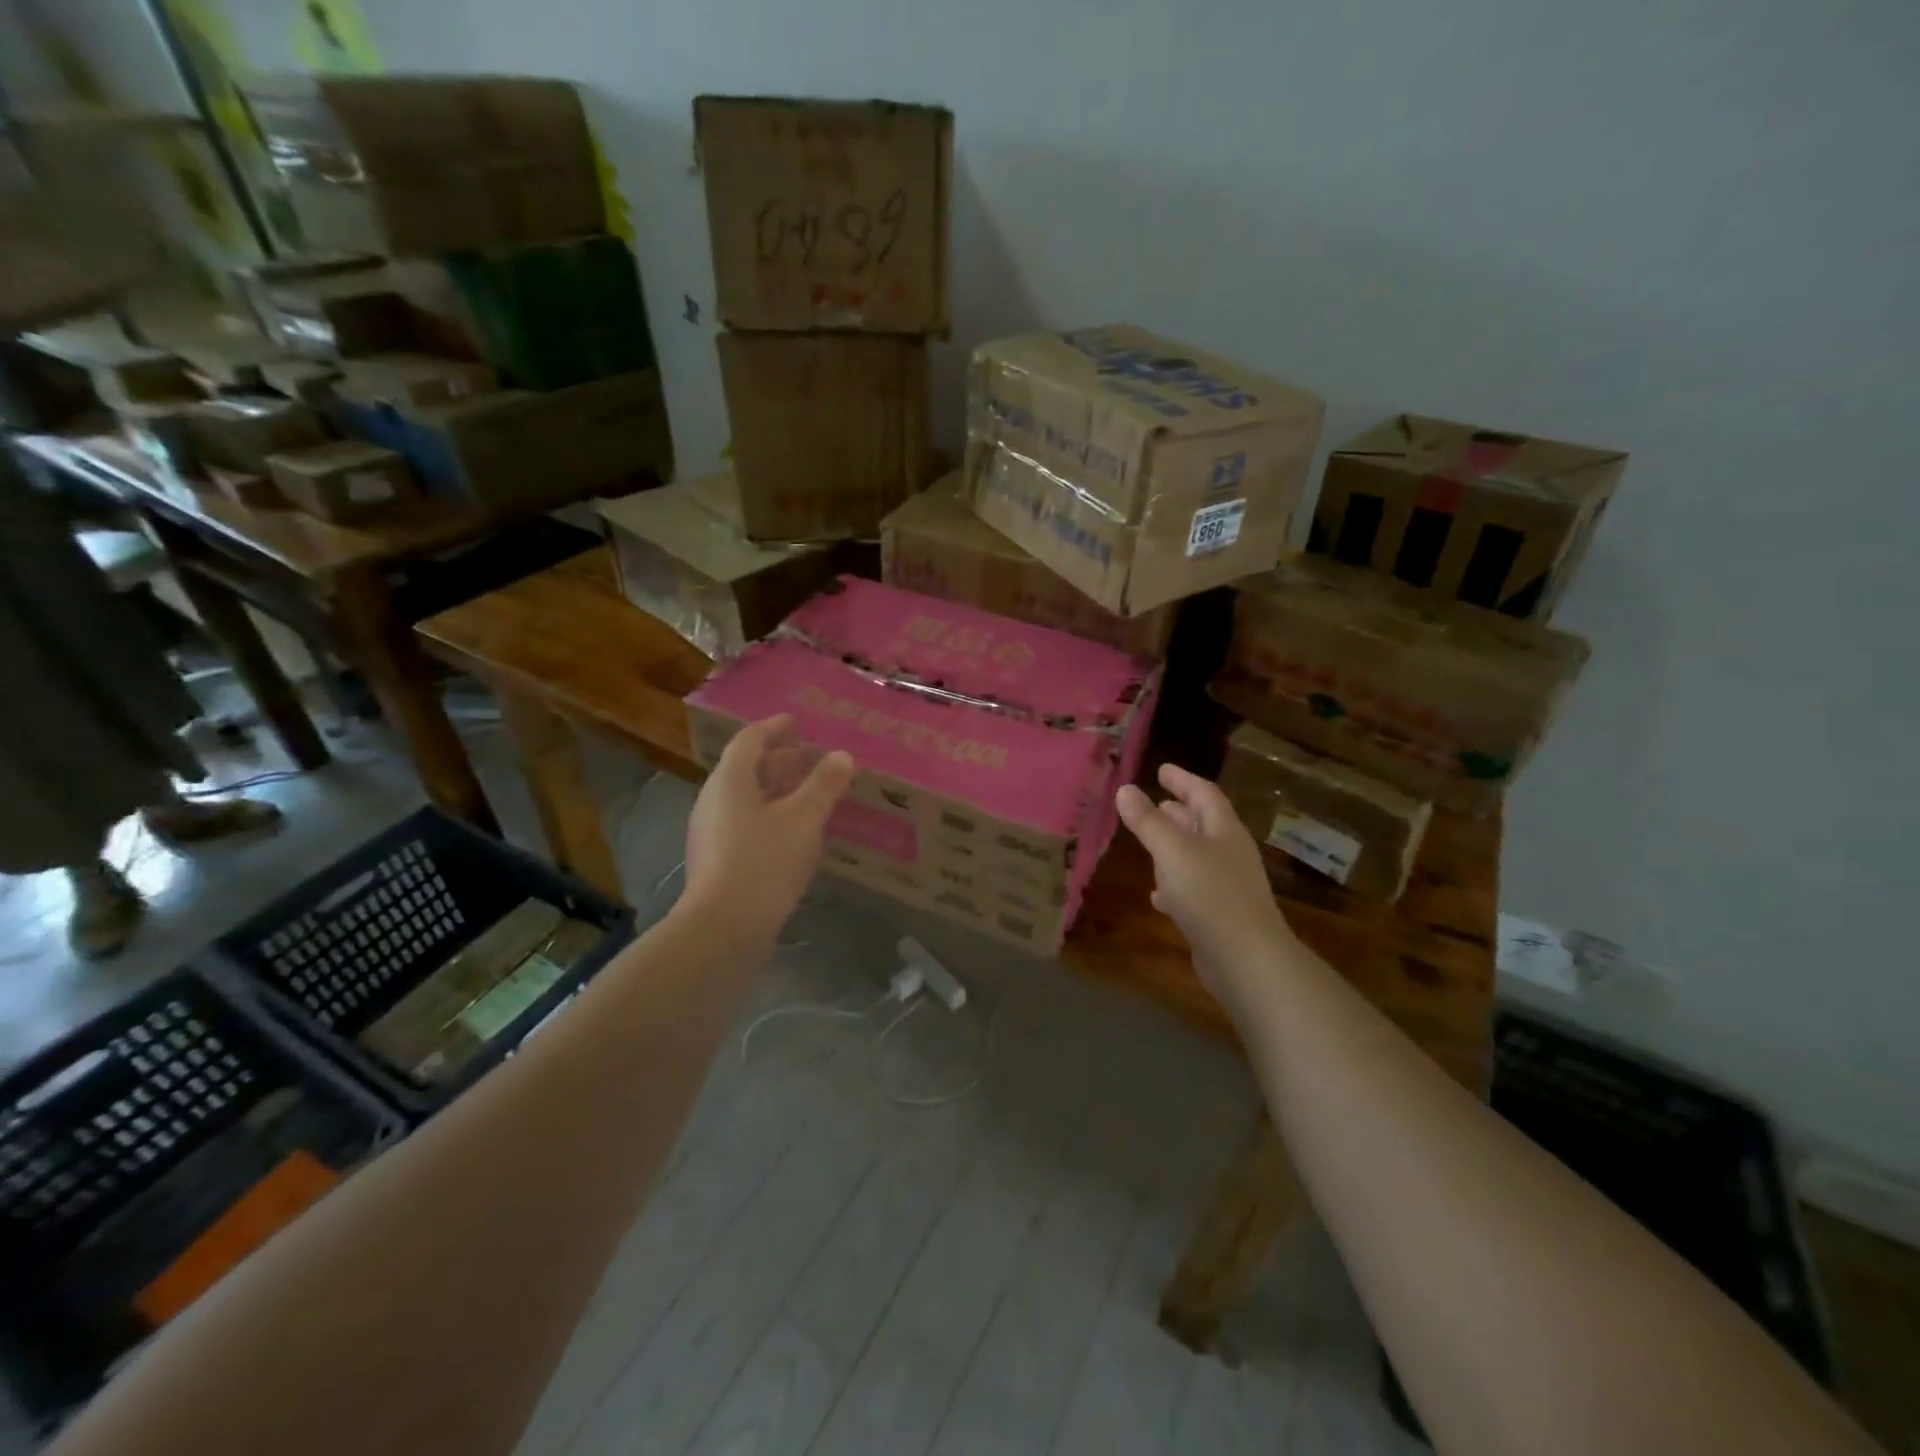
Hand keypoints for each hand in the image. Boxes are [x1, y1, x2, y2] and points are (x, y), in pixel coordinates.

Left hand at [683, 714, 854, 940]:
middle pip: (747, 769)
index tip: (796, 722)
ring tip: (811, 794)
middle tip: (812, 759)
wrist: (723, 928)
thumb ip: (824, 784)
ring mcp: (712, 833)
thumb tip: (842, 756)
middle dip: (780, 760)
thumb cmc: (764, 862)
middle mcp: (714, 801)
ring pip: (747, 798)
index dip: (774, 728)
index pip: (749, 740)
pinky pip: (746, 823)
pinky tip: (796, 832)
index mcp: (730, 781)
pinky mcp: (717, 860)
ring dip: (778, 790)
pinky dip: (771, 815)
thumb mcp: (804, 819)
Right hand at [1115, 763, 1295, 1000]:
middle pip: (1204, 823)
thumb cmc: (1209, 895)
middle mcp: (1229, 853)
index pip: (1204, 793)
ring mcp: (1227, 886)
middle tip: (1156, 801)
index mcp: (1224, 830)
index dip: (1183, 779)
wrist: (1246, 960)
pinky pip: (1193, 889)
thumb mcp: (1172, 851)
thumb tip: (1125, 789)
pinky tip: (1157, 895)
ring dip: (1175, 846)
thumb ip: (1147, 821)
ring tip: (1150, 841)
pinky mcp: (1219, 915)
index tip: (1161, 769)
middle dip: (1180, 811)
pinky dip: (1174, 884)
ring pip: (1197, 856)